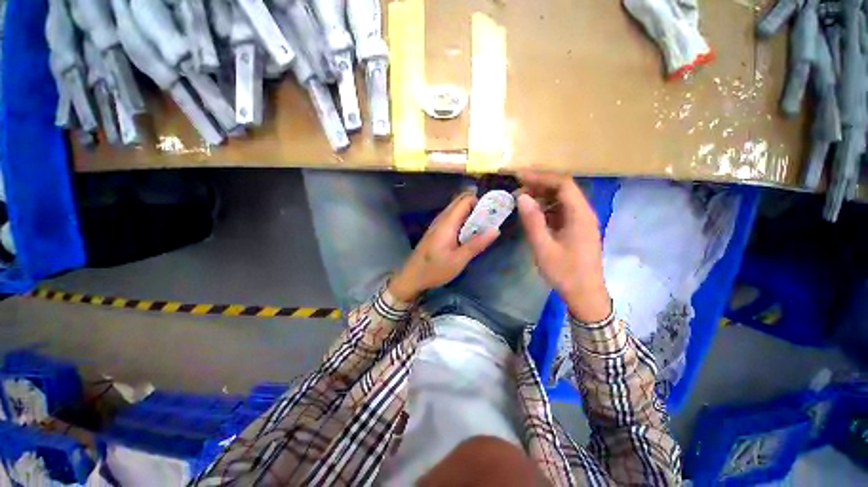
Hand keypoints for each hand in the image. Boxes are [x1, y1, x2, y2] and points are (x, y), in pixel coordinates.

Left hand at [389, 192, 499, 300]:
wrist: (412, 277)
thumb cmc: (435, 269)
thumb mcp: (459, 260)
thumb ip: (476, 244)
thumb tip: (496, 230)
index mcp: (448, 222)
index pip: (465, 200)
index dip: (480, 202)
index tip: (492, 213)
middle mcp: (442, 219)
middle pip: (460, 202)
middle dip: (476, 206)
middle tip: (489, 220)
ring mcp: (437, 224)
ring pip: (455, 210)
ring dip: (469, 214)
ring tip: (482, 228)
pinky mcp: (436, 231)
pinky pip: (451, 219)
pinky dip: (462, 221)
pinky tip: (467, 235)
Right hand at [516, 173, 611, 321]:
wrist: (585, 295)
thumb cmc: (565, 273)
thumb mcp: (543, 247)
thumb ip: (533, 221)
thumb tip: (522, 197)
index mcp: (580, 215)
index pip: (563, 184)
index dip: (541, 177)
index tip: (520, 176)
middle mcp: (584, 213)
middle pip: (563, 189)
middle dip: (540, 185)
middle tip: (517, 187)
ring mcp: (581, 221)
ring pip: (562, 200)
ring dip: (542, 196)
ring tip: (521, 199)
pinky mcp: (577, 229)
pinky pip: (561, 211)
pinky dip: (546, 208)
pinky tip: (533, 213)